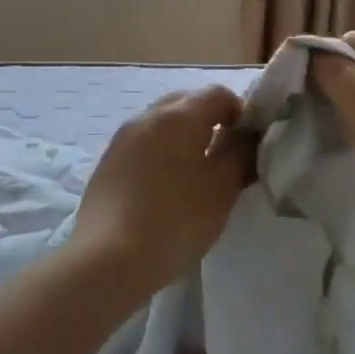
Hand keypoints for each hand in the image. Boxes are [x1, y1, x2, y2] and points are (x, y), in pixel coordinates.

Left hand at [72, 87, 251, 289]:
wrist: (107, 259)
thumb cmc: (175, 220)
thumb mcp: (222, 189)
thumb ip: (240, 153)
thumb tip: (247, 135)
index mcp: (179, 116)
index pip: (218, 93)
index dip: (240, 113)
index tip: (247, 145)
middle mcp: (147, 117)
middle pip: (187, 102)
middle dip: (210, 121)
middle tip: (224, 158)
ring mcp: (122, 139)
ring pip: (162, 123)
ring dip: (184, 138)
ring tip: (195, 176)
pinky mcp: (107, 163)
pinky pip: (143, 144)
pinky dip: (161, 154)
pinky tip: (165, 190)